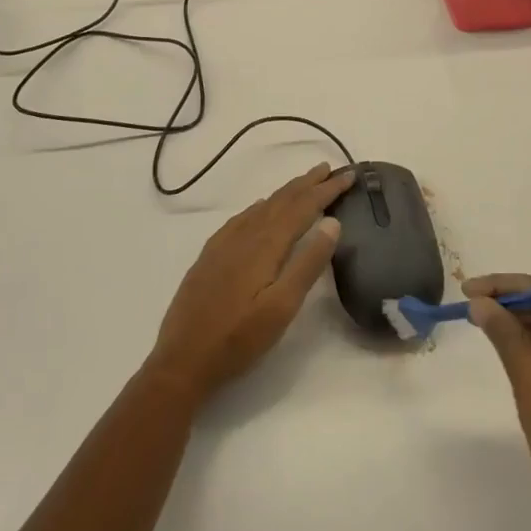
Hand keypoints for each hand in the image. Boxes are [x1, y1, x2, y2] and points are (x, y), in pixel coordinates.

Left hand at [148, 163, 354, 406]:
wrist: (182, 361)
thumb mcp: (282, 307)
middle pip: (281, 201)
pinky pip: (241, 219)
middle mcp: (244, 236)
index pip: (302, 208)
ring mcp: (223, 245)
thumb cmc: (239, 339)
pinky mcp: (210, 256)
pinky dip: (259, 207)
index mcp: (265, 245)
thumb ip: (308, 263)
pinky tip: (260, 208)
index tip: (349, 175)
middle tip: (329, 169)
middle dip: (307, 184)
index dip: (326, 190)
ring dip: (285, 193)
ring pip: (261, 208)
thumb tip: (332, 222)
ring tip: (303, 183)